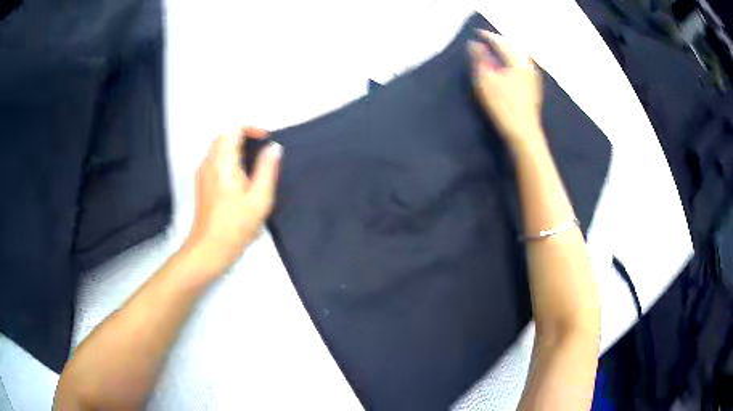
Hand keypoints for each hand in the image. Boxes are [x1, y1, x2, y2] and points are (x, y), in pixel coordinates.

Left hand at [184, 127, 281, 275]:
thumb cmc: (235, 226)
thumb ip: (267, 169)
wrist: (209, 249)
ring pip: (218, 148)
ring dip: (235, 147)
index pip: (233, 129)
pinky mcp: (202, 184)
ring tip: (253, 165)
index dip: (251, 128)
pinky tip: (240, 180)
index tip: (265, 140)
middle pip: (224, 136)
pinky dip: (228, 159)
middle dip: (243, 136)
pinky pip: (214, 161)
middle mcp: (209, 163)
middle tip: (260, 149)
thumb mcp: (259, 199)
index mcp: (222, 163)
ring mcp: (203, 174)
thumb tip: (273, 148)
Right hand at [468, 31, 544, 149]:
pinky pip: (523, 67)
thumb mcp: (485, 80)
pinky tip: (508, 68)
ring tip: (496, 53)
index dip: (487, 36)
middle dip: (500, 42)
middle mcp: (528, 66)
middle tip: (487, 41)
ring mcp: (533, 78)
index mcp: (517, 61)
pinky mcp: (534, 89)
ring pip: (520, 57)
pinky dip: (513, 62)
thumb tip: (474, 43)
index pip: (501, 42)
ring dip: (508, 52)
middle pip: (514, 47)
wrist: (523, 133)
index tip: (476, 34)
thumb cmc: (503, 105)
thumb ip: (479, 59)